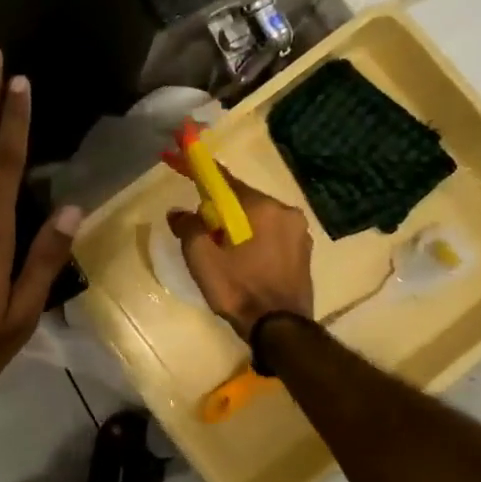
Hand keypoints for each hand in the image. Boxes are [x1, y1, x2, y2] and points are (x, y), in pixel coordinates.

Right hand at [168, 169, 313, 340]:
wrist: (280, 329)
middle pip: (241, 198)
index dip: (196, 167)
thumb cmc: (239, 289)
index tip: (177, 152)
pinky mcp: (303, 252)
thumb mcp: (202, 258)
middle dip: (217, 205)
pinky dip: (251, 237)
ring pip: (256, 217)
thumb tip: (179, 212)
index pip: (222, 179)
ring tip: (219, 248)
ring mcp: (298, 232)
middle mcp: (284, 211)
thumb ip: (188, 227)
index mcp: (260, 207)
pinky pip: (269, 233)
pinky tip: (240, 258)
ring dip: (235, 224)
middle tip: (198, 224)